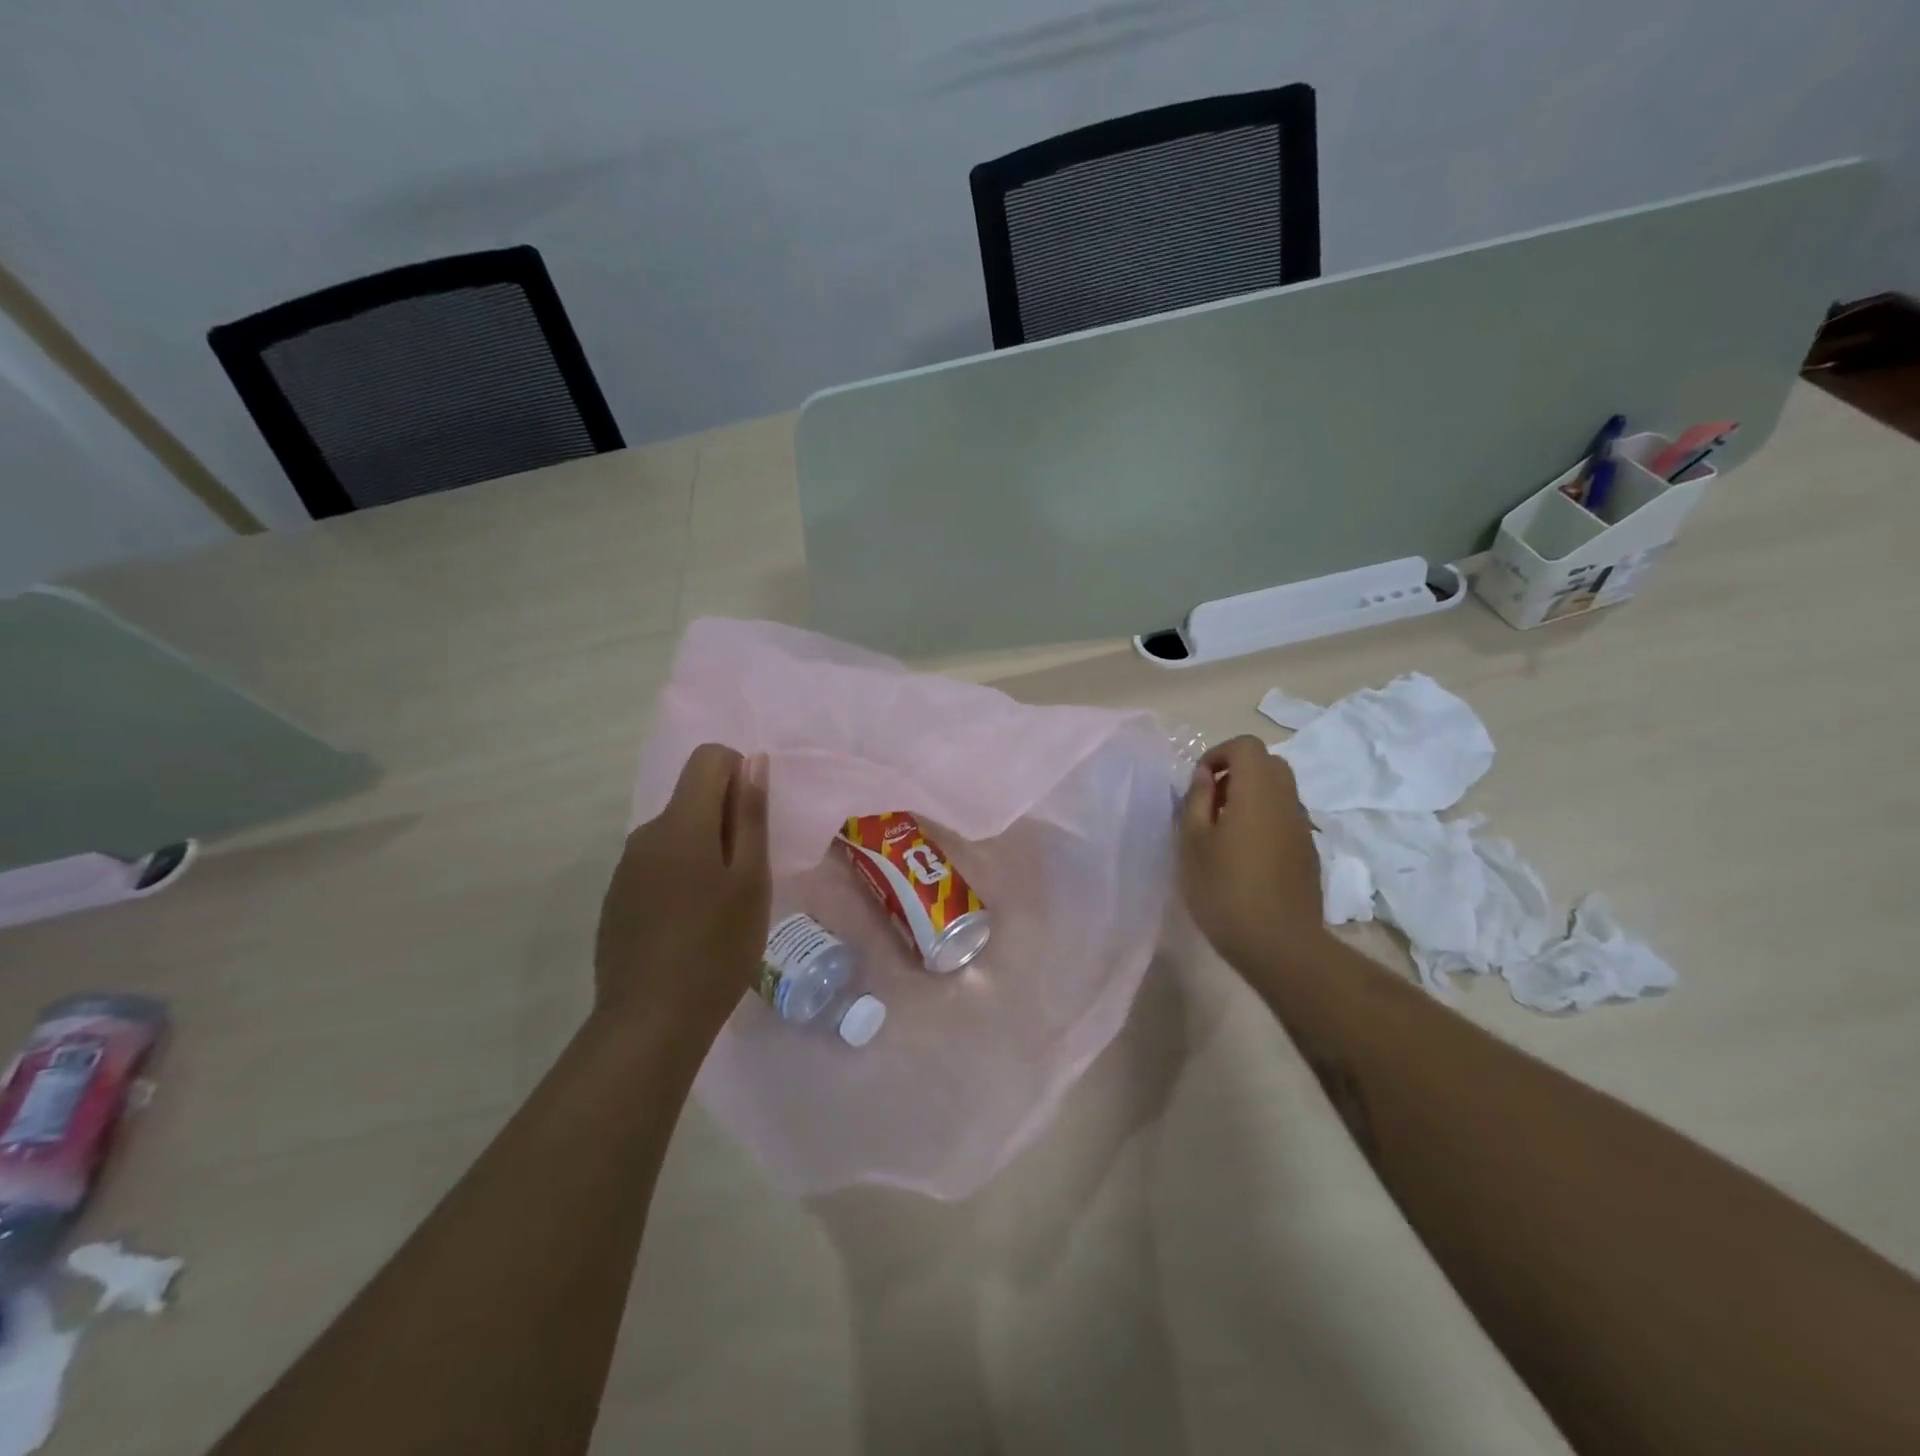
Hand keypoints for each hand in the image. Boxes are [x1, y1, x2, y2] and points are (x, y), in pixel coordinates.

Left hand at [594, 744, 770, 1043]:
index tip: (755, 821)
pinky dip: (681, 877)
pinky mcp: (617, 898)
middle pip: (692, 798)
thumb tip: (752, 760)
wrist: (651, 1021)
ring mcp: (626, 868)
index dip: (739, 773)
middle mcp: (646, 834)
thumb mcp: (750, 880)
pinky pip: (657, 865)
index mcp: (681, 823)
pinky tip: (690, 925)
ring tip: (722, 906)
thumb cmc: (717, 947)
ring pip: (676, 834)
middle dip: (725, 820)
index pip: (708, 758)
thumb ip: (750, 815)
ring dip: (704, 851)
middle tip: (748, 876)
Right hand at [1178, 735, 1329, 974]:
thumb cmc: (1224, 888)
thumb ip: (1197, 800)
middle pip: (1267, 764)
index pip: (1246, 746)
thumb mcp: (1193, 842)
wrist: (1279, 944)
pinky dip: (1264, 820)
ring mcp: (1302, 826)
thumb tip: (1205, 775)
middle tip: (1209, 804)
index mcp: (1257, 791)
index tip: (1198, 784)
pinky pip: (1284, 818)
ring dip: (1250, 797)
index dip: (1219, 754)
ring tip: (1223, 832)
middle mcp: (1286, 800)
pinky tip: (1245, 856)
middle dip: (1236, 773)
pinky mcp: (1308, 852)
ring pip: (1278, 791)